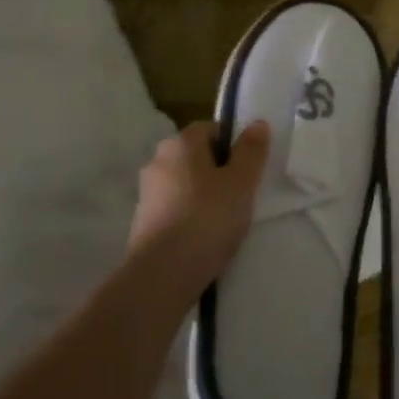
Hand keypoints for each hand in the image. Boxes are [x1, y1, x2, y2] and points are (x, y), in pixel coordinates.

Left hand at [129, 120, 270, 296]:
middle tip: (240, 195)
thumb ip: (251, 151)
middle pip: (195, 156)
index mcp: (180, 143)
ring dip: (202, 195)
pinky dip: (188, 216)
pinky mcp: (142, 221)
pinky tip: (202, 237)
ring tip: (223, 220)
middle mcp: (158, 160)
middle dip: (217, 171)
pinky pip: (173, 208)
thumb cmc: (207, 219)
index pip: (210, 128)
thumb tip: (257, 123)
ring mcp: (146, 192)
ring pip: (184, 183)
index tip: (247, 170)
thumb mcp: (241, 183)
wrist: (162, 274)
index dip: (232, 145)